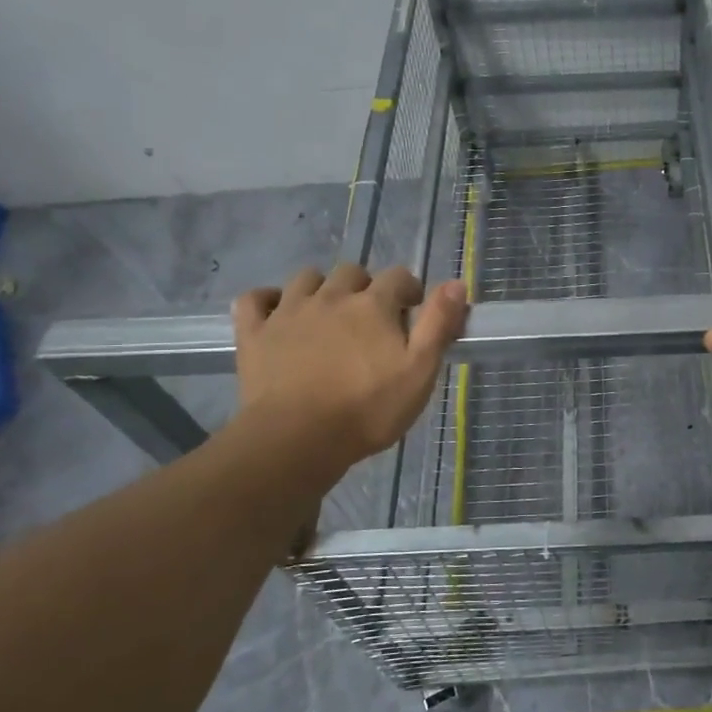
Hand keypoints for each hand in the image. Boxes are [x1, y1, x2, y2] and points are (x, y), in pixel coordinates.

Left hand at [231, 264, 467, 482]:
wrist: (297, 439)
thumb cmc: (368, 409)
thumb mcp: (419, 371)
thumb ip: (439, 324)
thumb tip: (456, 283)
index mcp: (373, 305)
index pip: (399, 277)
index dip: (410, 290)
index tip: (414, 311)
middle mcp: (331, 297)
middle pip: (351, 272)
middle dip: (365, 287)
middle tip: (372, 318)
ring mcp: (288, 312)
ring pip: (306, 278)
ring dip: (321, 288)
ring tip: (328, 314)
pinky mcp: (254, 333)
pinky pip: (254, 299)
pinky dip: (267, 299)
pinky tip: (277, 312)